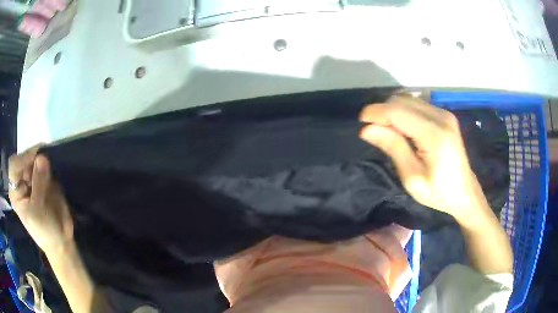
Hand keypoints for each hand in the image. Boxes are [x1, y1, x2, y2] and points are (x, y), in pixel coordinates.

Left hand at [8, 145, 73, 254]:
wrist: (61, 241)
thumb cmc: (45, 231)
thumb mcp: (38, 210)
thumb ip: (38, 183)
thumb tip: (42, 157)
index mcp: (15, 191)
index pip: (14, 166)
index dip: (23, 159)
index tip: (36, 157)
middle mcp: (21, 181)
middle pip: (24, 159)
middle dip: (34, 157)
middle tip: (47, 157)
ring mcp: (32, 179)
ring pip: (34, 159)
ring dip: (43, 159)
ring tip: (52, 165)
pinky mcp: (43, 178)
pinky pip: (45, 164)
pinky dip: (49, 162)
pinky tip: (54, 167)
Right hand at [359, 95, 489, 221]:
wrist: (464, 193)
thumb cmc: (438, 193)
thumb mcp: (412, 178)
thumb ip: (393, 148)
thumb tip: (367, 129)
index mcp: (435, 135)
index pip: (398, 112)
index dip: (376, 112)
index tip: (360, 122)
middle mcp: (441, 117)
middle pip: (402, 101)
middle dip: (383, 112)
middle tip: (374, 132)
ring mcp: (444, 114)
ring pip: (409, 100)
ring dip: (393, 111)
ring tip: (388, 132)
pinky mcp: (445, 115)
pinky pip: (417, 106)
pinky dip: (404, 113)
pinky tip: (403, 130)